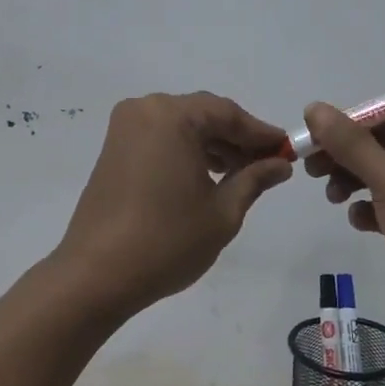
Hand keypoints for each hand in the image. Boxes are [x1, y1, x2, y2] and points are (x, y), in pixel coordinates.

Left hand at [56, 92, 292, 315]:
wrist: (96, 275)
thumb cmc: (167, 241)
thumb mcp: (222, 212)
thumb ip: (254, 179)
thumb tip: (280, 164)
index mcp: (171, 116)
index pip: (228, 113)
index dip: (261, 132)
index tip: (287, 150)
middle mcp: (145, 110)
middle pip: (203, 115)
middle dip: (236, 139)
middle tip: (268, 164)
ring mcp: (125, 129)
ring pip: (181, 126)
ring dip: (212, 145)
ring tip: (241, 174)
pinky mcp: (114, 150)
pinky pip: (161, 138)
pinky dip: (186, 151)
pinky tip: (208, 177)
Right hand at [301, 104, 384, 338]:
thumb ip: (350, 143)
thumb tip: (314, 108)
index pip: (383, 115)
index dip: (343, 126)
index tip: (309, 141)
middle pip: (380, 144)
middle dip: (345, 157)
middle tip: (311, 171)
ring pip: (383, 175)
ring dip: (354, 183)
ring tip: (334, 199)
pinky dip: (373, 209)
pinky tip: (361, 222)